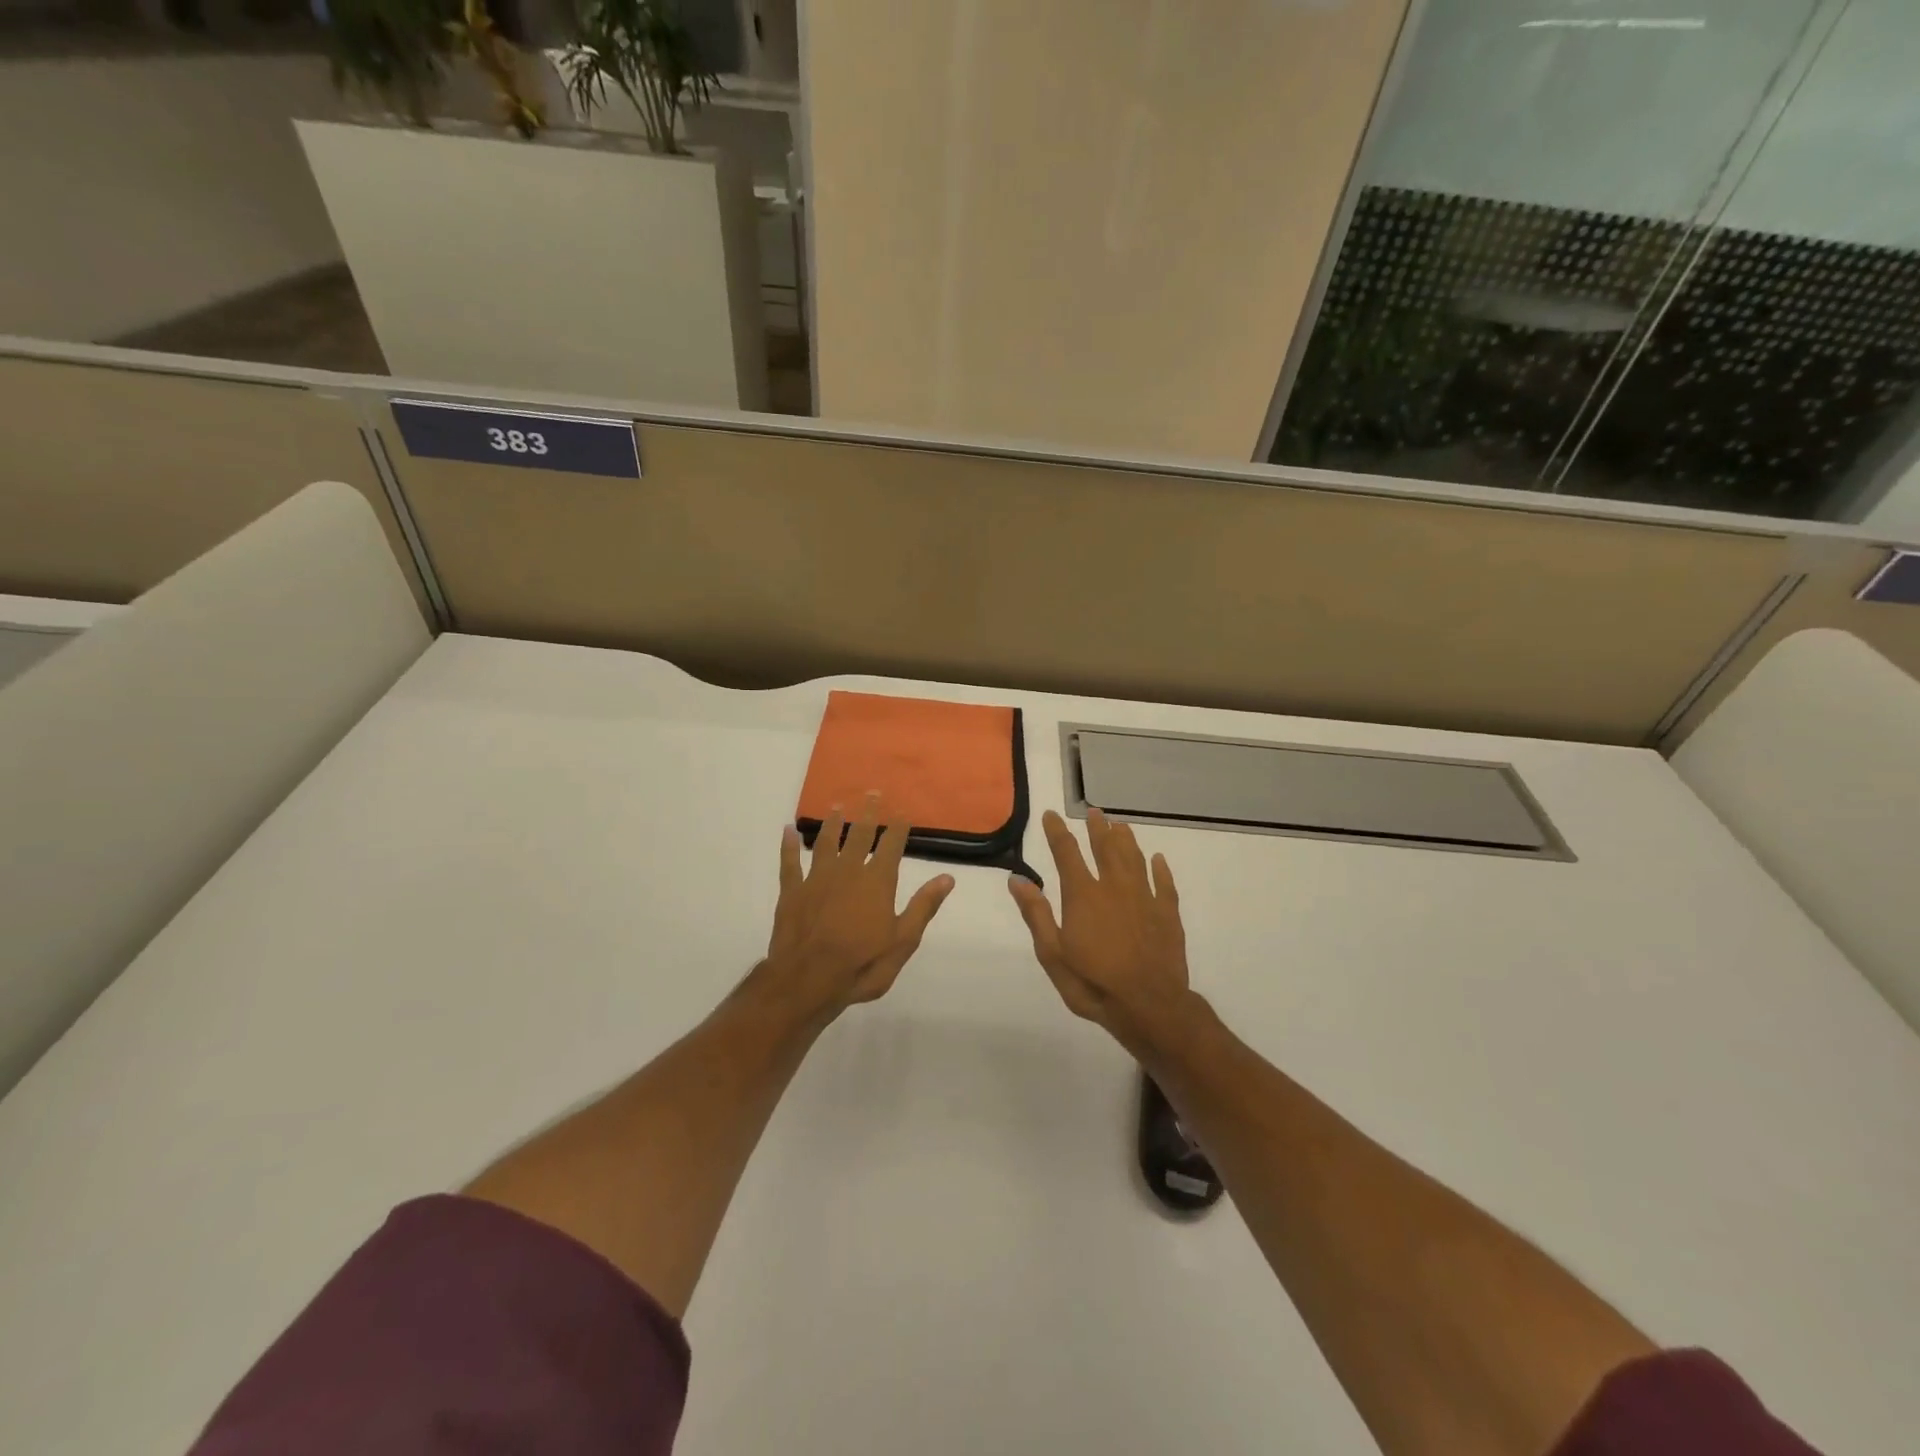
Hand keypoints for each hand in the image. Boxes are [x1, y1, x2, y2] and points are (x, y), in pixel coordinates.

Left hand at [763, 793, 954, 1018]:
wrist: (808, 980)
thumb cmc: (862, 964)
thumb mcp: (903, 941)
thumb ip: (923, 906)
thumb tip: (948, 877)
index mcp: (877, 882)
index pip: (891, 846)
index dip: (898, 827)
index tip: (903, 811)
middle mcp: (847, 871)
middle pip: (859, 835)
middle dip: (867, 813)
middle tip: (871, 793)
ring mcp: (816, 879)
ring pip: (825, 842)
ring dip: (831, 823)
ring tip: (836, 807)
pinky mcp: (791, 892)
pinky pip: (789, 863)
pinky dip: (788, 846)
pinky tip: (787, 831)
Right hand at [1009, 809, 1190, 1050]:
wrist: (1149, 1006)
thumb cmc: (1093, 983)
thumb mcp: (1053, 954)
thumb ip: (1036, 914)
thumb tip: (1017, 879)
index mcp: (1083, 895)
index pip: (1067, 853)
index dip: (1057, 831)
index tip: (1051, 815)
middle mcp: (1114, 887)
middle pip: (1105, 848)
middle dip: (1097, 828)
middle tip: (1093, 812)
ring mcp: (1145, 898)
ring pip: (1134, 859)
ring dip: (1126, 840)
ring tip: (1120, 825)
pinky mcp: (1167, 914)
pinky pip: (1164, 883)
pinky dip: (1160, 869)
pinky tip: (1158, 860)